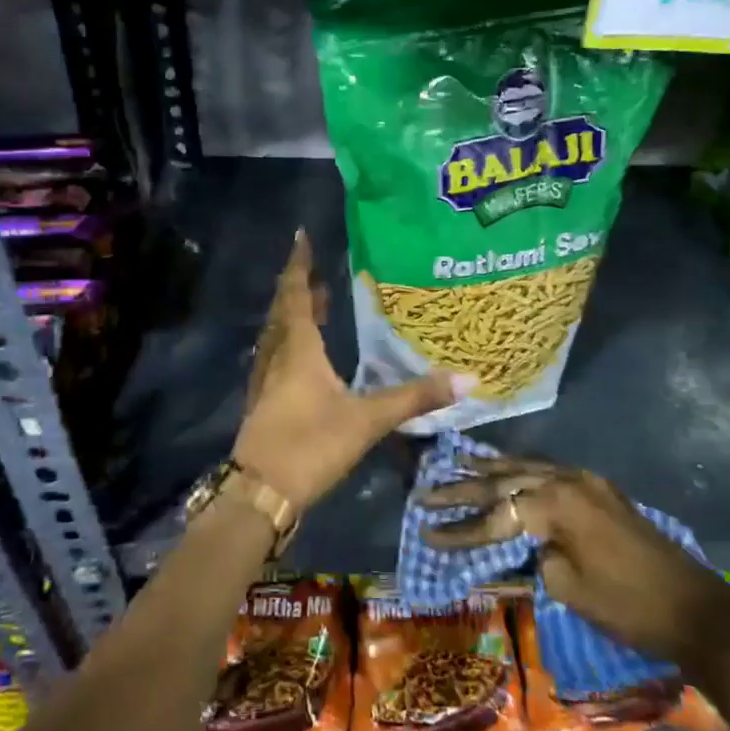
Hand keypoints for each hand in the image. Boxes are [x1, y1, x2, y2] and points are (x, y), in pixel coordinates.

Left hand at [231, 230, 471, 513]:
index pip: (296, 295)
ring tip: (314, 304)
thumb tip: (468, 379)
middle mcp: (276, 358)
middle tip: (316, 271)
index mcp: (298, 350)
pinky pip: (274, 358)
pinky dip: (288, 342)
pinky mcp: (262, 404)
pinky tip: (300, 357)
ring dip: (292, 314)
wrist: (261, 494)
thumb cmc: (311, 446)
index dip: (299, 265)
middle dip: (298, 287)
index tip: (301, 236)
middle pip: (283, 312)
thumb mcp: (367, 421)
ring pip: (276, 335)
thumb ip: (415, 398)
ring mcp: (264, 382)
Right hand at [419, 458, 718, 662]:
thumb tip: (522, 542)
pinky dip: (519, 472)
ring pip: (526, 467)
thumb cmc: (628, 605)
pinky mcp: (599, 490)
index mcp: (557, 503)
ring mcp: (586, 480)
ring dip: (490, 470)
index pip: (495, 514)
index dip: (460, 528)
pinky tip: (503, 470)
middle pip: (504, 480)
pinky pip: (547, 471)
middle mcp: (568, 479)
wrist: (695, 608)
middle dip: (463, 489)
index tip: (426, 532)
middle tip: (426, 490)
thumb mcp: (568, 587)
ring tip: (454, 464)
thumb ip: (534, 556)